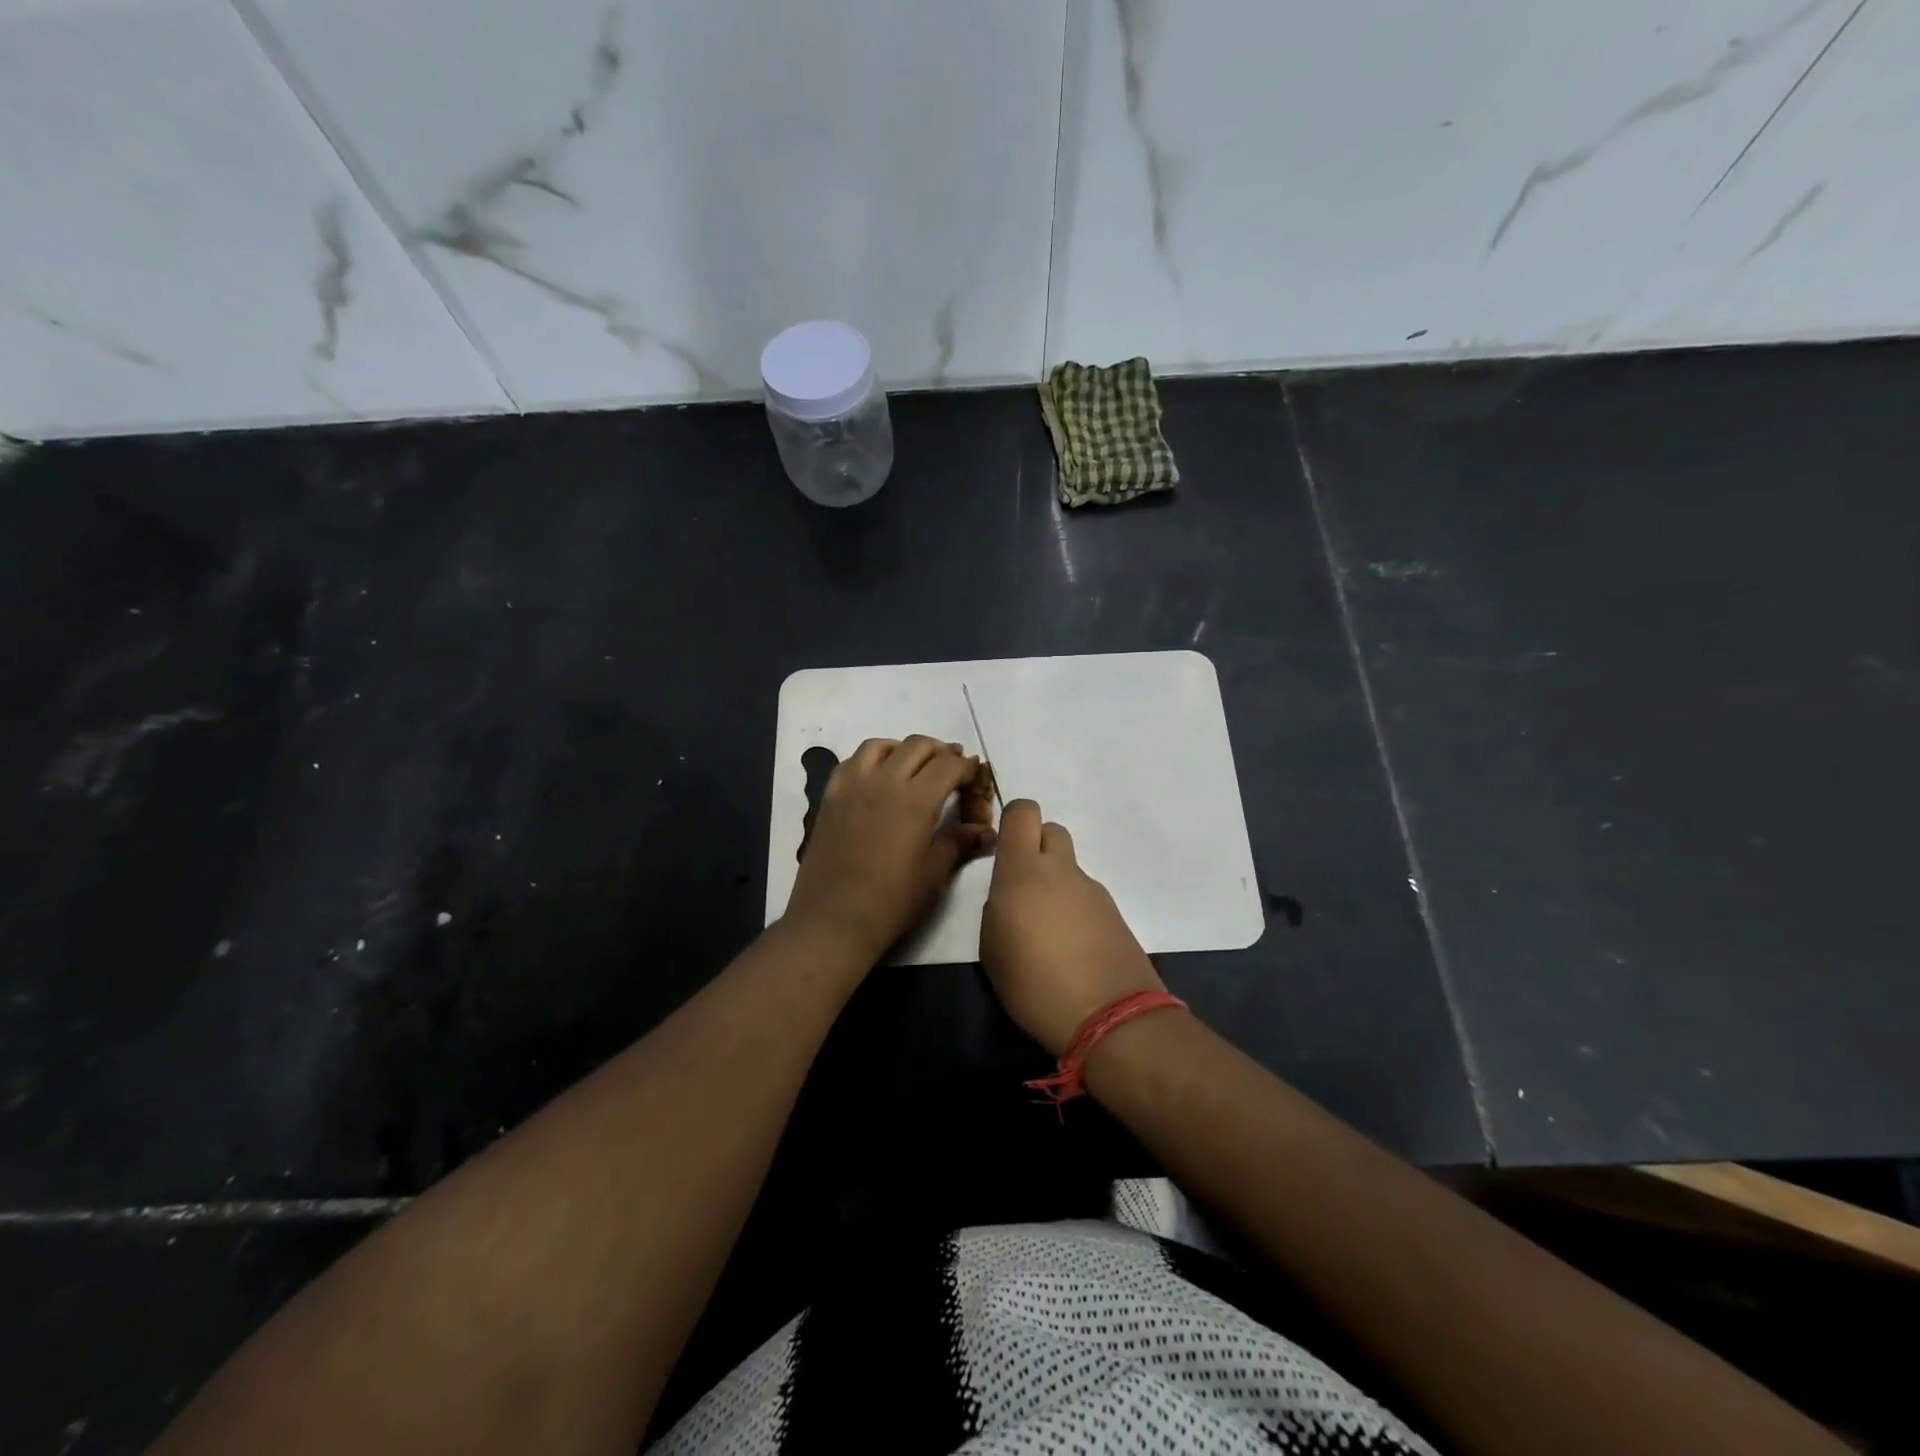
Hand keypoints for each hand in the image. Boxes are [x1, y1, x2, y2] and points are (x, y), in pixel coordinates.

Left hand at [784, 736, 996, 963]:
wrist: (833, 920)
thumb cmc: (891, 902)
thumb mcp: (934, 874)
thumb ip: (959, 843)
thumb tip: (987, 831)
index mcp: (915, 800)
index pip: (949, 765)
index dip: (967, 767)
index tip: (976, 775)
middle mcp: (883, 781)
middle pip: (917, 745)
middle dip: (941, 751)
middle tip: (952, 767)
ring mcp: (852, 786)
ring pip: (881, 745)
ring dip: (904, 748)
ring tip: (914, 765)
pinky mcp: (830, 797)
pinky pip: (852, 762)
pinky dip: (872, 759)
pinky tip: (878, 777)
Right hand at [980, 800, 1165, 1055]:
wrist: (1109, 1016)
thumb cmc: (1034, 986)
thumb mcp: (993, 950)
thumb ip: (998, 909)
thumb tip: (1011, 899)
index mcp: (1023, 872)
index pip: (1023, 811)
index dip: (1013, 820)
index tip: (1004, 849)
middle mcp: (1060, 871)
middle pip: (1051, 830)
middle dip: (1037, 848)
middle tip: (1026, 888)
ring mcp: (1092, 889)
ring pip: (1069, 866)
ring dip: (1057, 884)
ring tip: (1049, 932)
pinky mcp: (1114, 912)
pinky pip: (1086, 895)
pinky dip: (1076, 909)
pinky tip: (1073, 949)